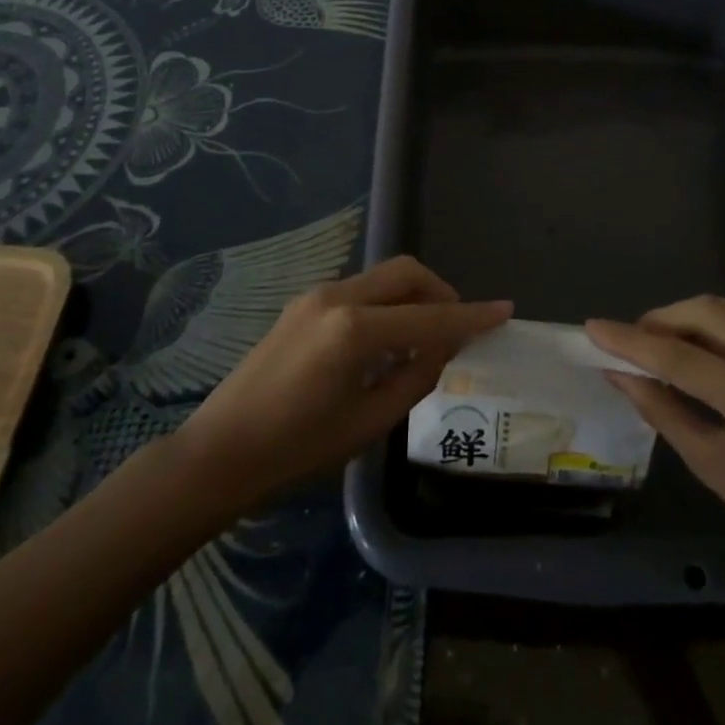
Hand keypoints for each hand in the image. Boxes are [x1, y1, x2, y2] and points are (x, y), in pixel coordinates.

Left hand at [178, 257, 510, 507]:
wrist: (220, 452)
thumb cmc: (296, 450)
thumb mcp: (367, 423)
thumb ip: (414, 378)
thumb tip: (442, 349)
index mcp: (355, 330)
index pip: (429, 317)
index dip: (471, 316)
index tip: (504, 310)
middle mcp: (337, 297)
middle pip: (406, 273)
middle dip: (440, 291)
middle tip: (457, 325)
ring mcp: (316, 295)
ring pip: (382, 277)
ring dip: (412, 296)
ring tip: (422, 338)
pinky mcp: (303, 303)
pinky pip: (360, 290)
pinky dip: (385, 304)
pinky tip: (385, 341)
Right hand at [587, 296, 724, 590]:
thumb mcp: (713, 467)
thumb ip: (662, 410)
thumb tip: (618, 373)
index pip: (679, 357)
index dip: (631, 341)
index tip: (592, 328)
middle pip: (706, 312)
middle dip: (660, 319)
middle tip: (631, 342)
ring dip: (685, 320)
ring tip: (657, 347)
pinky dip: (712, 332)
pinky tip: (696, 355)